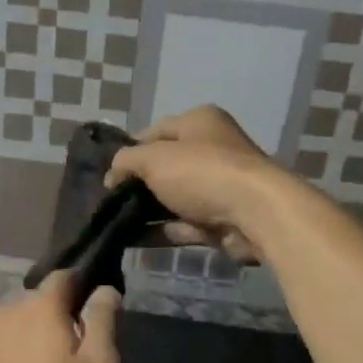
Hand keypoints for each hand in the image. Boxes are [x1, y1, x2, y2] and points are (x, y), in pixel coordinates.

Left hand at [0, 271, 121, 362]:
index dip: (84, 288)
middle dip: (56, 324)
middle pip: (37, 307)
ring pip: (12, 333)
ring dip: (28, 348)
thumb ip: (103, 322)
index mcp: (39, 306)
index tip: (98, 311)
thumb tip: (104, 289)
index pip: (65, 276)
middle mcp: (2, 313)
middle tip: (74, 361)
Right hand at [106, 106, 287, 263]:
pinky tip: (132, 240)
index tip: (107, 173)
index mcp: (200, 122)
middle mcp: (212, 149)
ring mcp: (218, 186)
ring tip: (114, 223)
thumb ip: (126, 161)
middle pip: (165, 166)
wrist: (254, 214)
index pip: (155, 132)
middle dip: (138, 183)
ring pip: (173, 197)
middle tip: (109, 200)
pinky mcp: (221, 219)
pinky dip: (160, 231)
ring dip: (146, 210)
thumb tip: (112, 176)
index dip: (129, 151)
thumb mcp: (153, 158)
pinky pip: (183, 224)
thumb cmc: (202, 172)